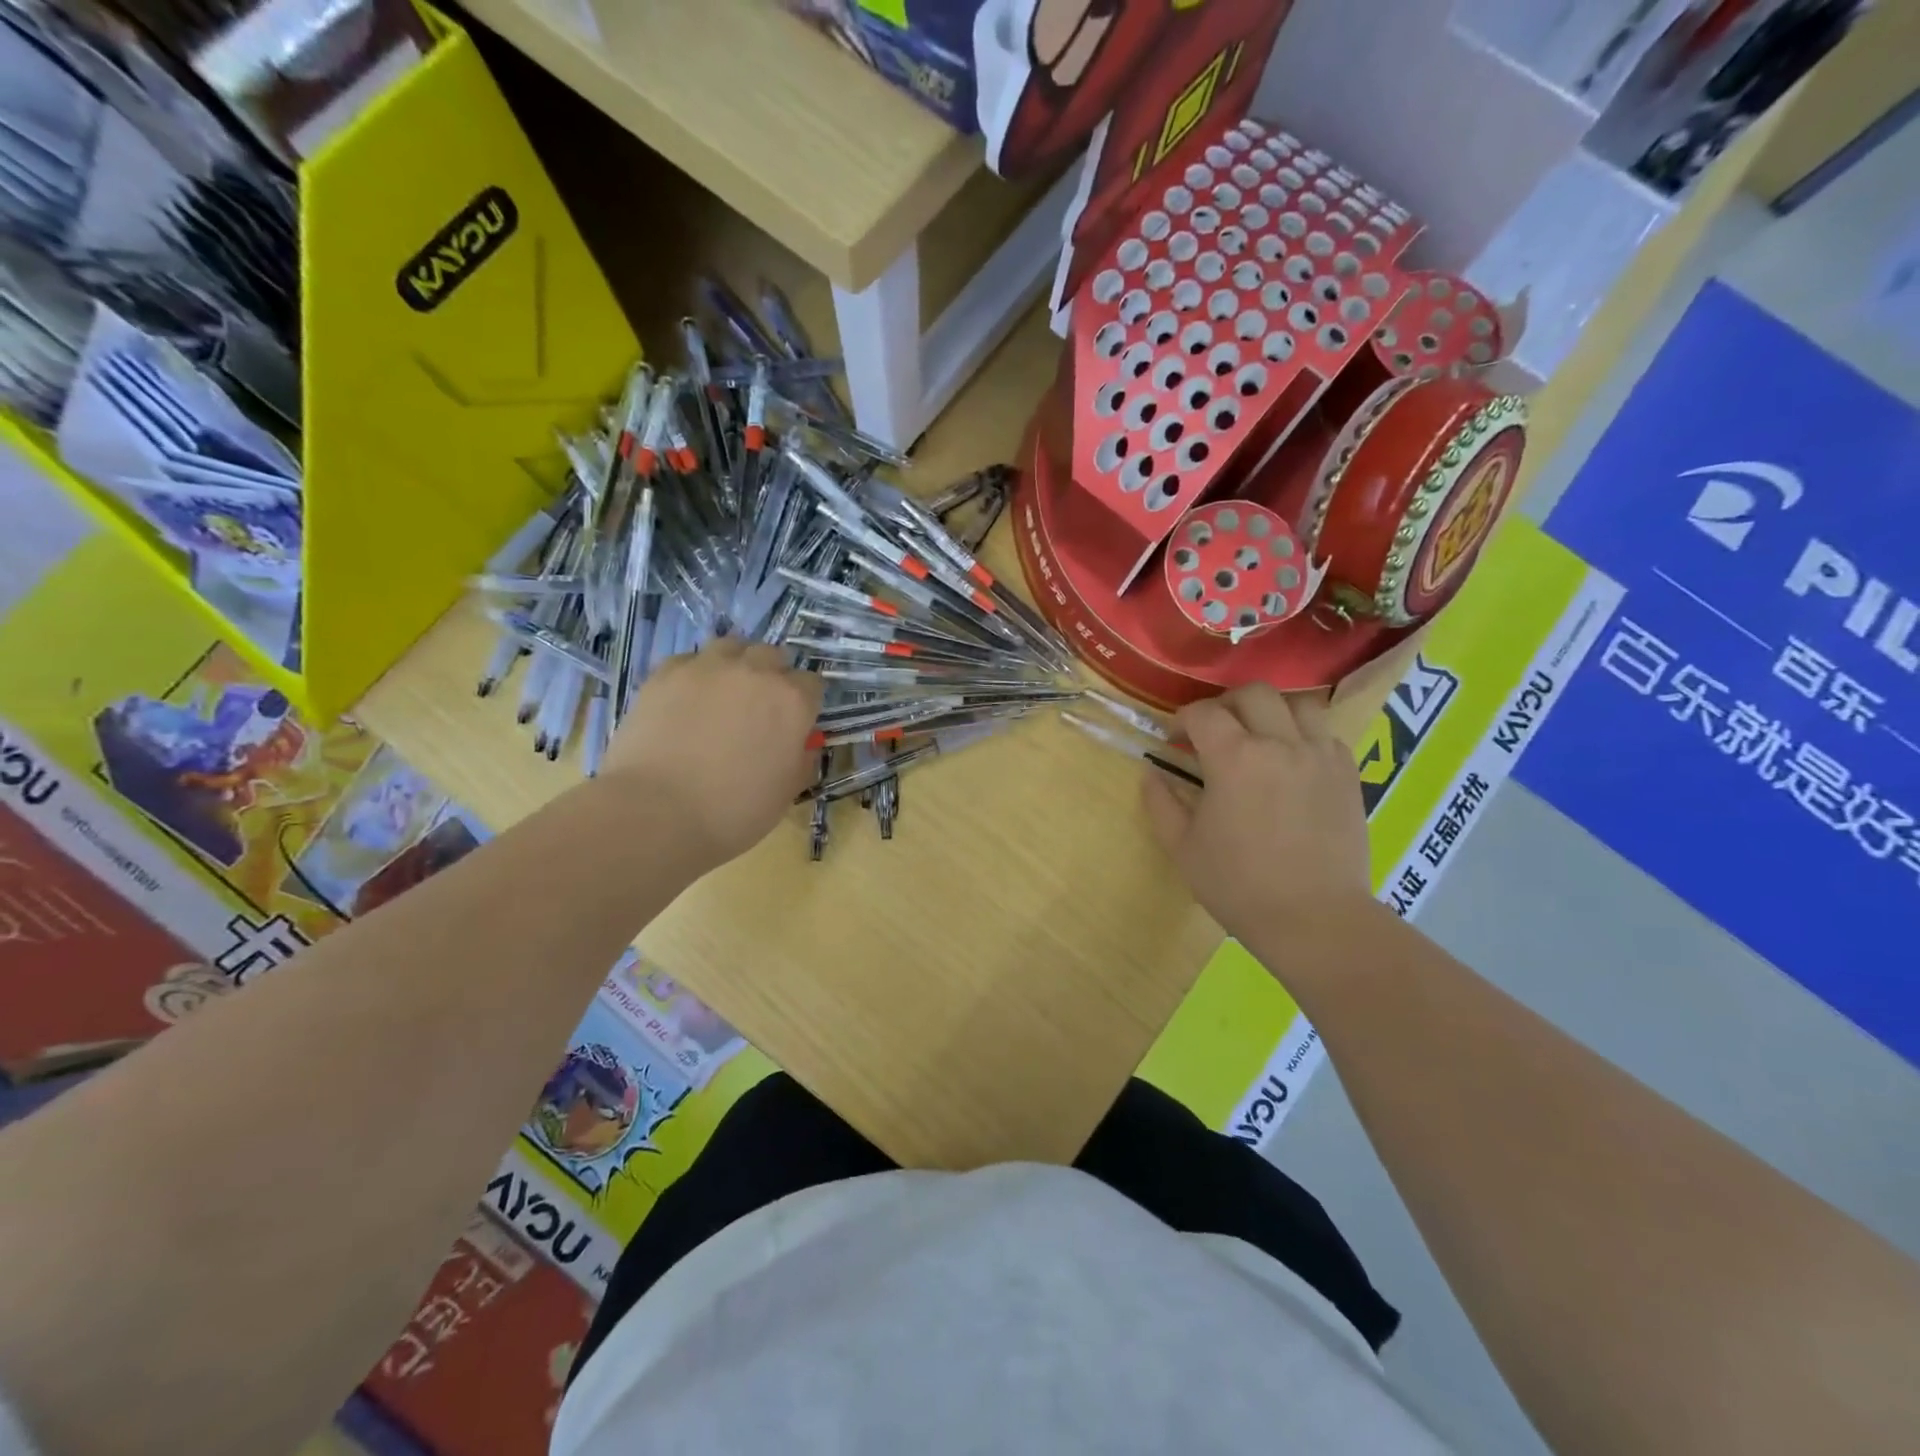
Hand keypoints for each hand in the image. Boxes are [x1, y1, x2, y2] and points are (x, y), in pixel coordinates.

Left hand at [601, 640, 822, 871]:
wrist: (656, 812)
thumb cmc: (733, 811)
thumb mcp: (786, 792)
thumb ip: (801, 758)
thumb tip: (800, 743)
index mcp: (792, 701)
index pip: (811, 684)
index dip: (804, 703)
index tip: (793, 723)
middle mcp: (755, 672)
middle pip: (772, 656)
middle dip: (771, 676)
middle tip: (758, 708)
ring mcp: (707, 667)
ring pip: (731, 646)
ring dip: (735, 665)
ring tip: (722, 694)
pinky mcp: (665, 673)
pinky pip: (689, 660)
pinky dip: (694, 674)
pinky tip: (685, 700)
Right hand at [1142, 684, 1371, 945]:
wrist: (1314, 919)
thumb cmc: (1238, 885)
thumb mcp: (1183, 847)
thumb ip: (1160, 802)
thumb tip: (1150, 772)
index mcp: (1234, 758)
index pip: (1203, 713)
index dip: (1183, 720)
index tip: (1173, 740)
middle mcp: (1280, 743)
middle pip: (1253, 694)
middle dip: (1225, 705)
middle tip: (1214, 732)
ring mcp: (1320, 755)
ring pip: (1298, 704)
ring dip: (1271, 712)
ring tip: (1259, 737)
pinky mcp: (1347, 774)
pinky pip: (1325, 734)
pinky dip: (1304, 736)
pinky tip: (1292, 763)